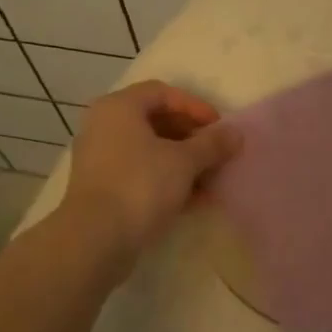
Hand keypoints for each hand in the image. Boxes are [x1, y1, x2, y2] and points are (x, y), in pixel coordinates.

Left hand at [63, 82, 238, 259]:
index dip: (194, 106)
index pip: (162, 92)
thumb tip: (236, 133)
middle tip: (216, 153)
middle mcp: (104, 126)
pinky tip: (194, 200)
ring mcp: (100, 158)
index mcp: (119, 107)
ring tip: (211, 180)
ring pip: (149, 150)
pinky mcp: (102, 187)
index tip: (219, 128)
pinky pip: (140, 173)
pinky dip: (167, 180)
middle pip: (156, 121)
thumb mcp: (184, 161)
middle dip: (191, 137)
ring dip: (183, 162)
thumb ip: (212, 144)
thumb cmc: (141, 185)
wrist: (96, 238)